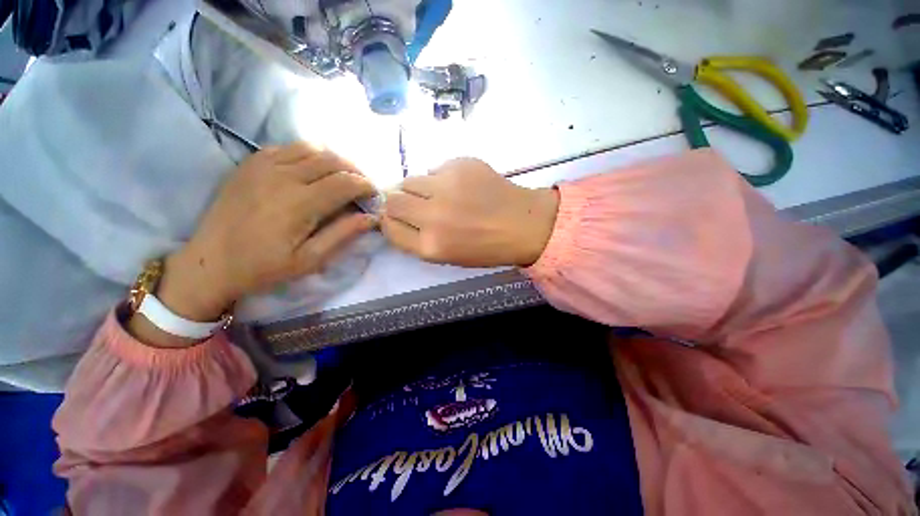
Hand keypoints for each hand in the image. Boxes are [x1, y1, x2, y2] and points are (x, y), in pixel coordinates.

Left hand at [131, 143, 376, 346]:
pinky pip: (289, 147)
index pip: (346, 182)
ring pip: (312, 148)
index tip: (375, 196)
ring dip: (335, 160)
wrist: (210, 261)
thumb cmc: (264, 266)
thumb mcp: (311, 259)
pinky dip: (310, 155)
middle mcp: (283, 176)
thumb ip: (343, 234)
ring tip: (342, 177)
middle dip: (356, 171)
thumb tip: (372, 217)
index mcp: (300, 203)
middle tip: (363, 187)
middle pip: (333, 160)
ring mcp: (264, 165)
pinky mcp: (252, 162)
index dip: (366, 186)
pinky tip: (313, 171)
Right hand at [381, 158, 558, 267]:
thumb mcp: (448, 257)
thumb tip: (396, 216)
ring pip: (410, 180)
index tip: (397, 218)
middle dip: (398, 203)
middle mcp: (433, 216)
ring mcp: (446, 187)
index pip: (388, 228)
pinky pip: (433, 169)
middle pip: (392, 200)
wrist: (524, 225)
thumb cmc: (487, 248)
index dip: (389, 222)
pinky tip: (459, 186)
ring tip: (439, 195)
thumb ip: (418, 240)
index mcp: (431, 246)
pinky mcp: (459, 165)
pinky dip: (439, 178)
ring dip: (418, 189)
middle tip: (416, 205)